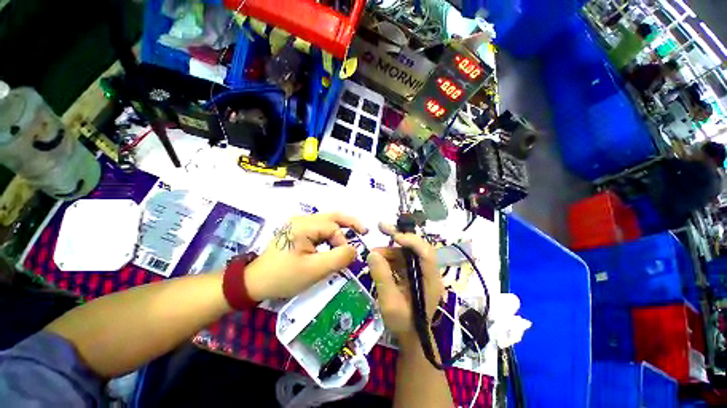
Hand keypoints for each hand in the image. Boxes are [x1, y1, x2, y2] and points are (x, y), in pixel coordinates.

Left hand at [244, 213, 366, 300]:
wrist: (254, 282)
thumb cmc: (283, 277)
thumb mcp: (314, 271)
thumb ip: (338, 258)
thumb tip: (354, 250)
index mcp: (303, 225)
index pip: (333, 228)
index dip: (342, 242)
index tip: (345, 258)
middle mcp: (301, 219)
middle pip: (332, 216)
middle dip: (350, 222)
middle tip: (365, 231)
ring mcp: (298, 224)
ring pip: (326, 221)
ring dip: (341, 227)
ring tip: (355, 233)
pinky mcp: (297, 230)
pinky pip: (319, 228)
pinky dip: (331, 233)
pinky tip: (336, 241)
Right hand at [367, 223, 442, 342]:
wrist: (410, 337)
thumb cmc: (404, 323)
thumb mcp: (390, 303)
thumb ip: (382, 277)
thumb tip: (372, 254)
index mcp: (430, 280)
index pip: (426, 253)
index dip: (412, 241)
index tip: (395, 237)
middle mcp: (427, 271)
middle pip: (416, 247)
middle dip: (398, 235)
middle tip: (381, 226)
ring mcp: (419, 271)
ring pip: (405, 252)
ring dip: (389, 250)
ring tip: (373, 254)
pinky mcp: (411, 273)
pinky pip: (400, 259)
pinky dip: (388, 257)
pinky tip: (378, 261)